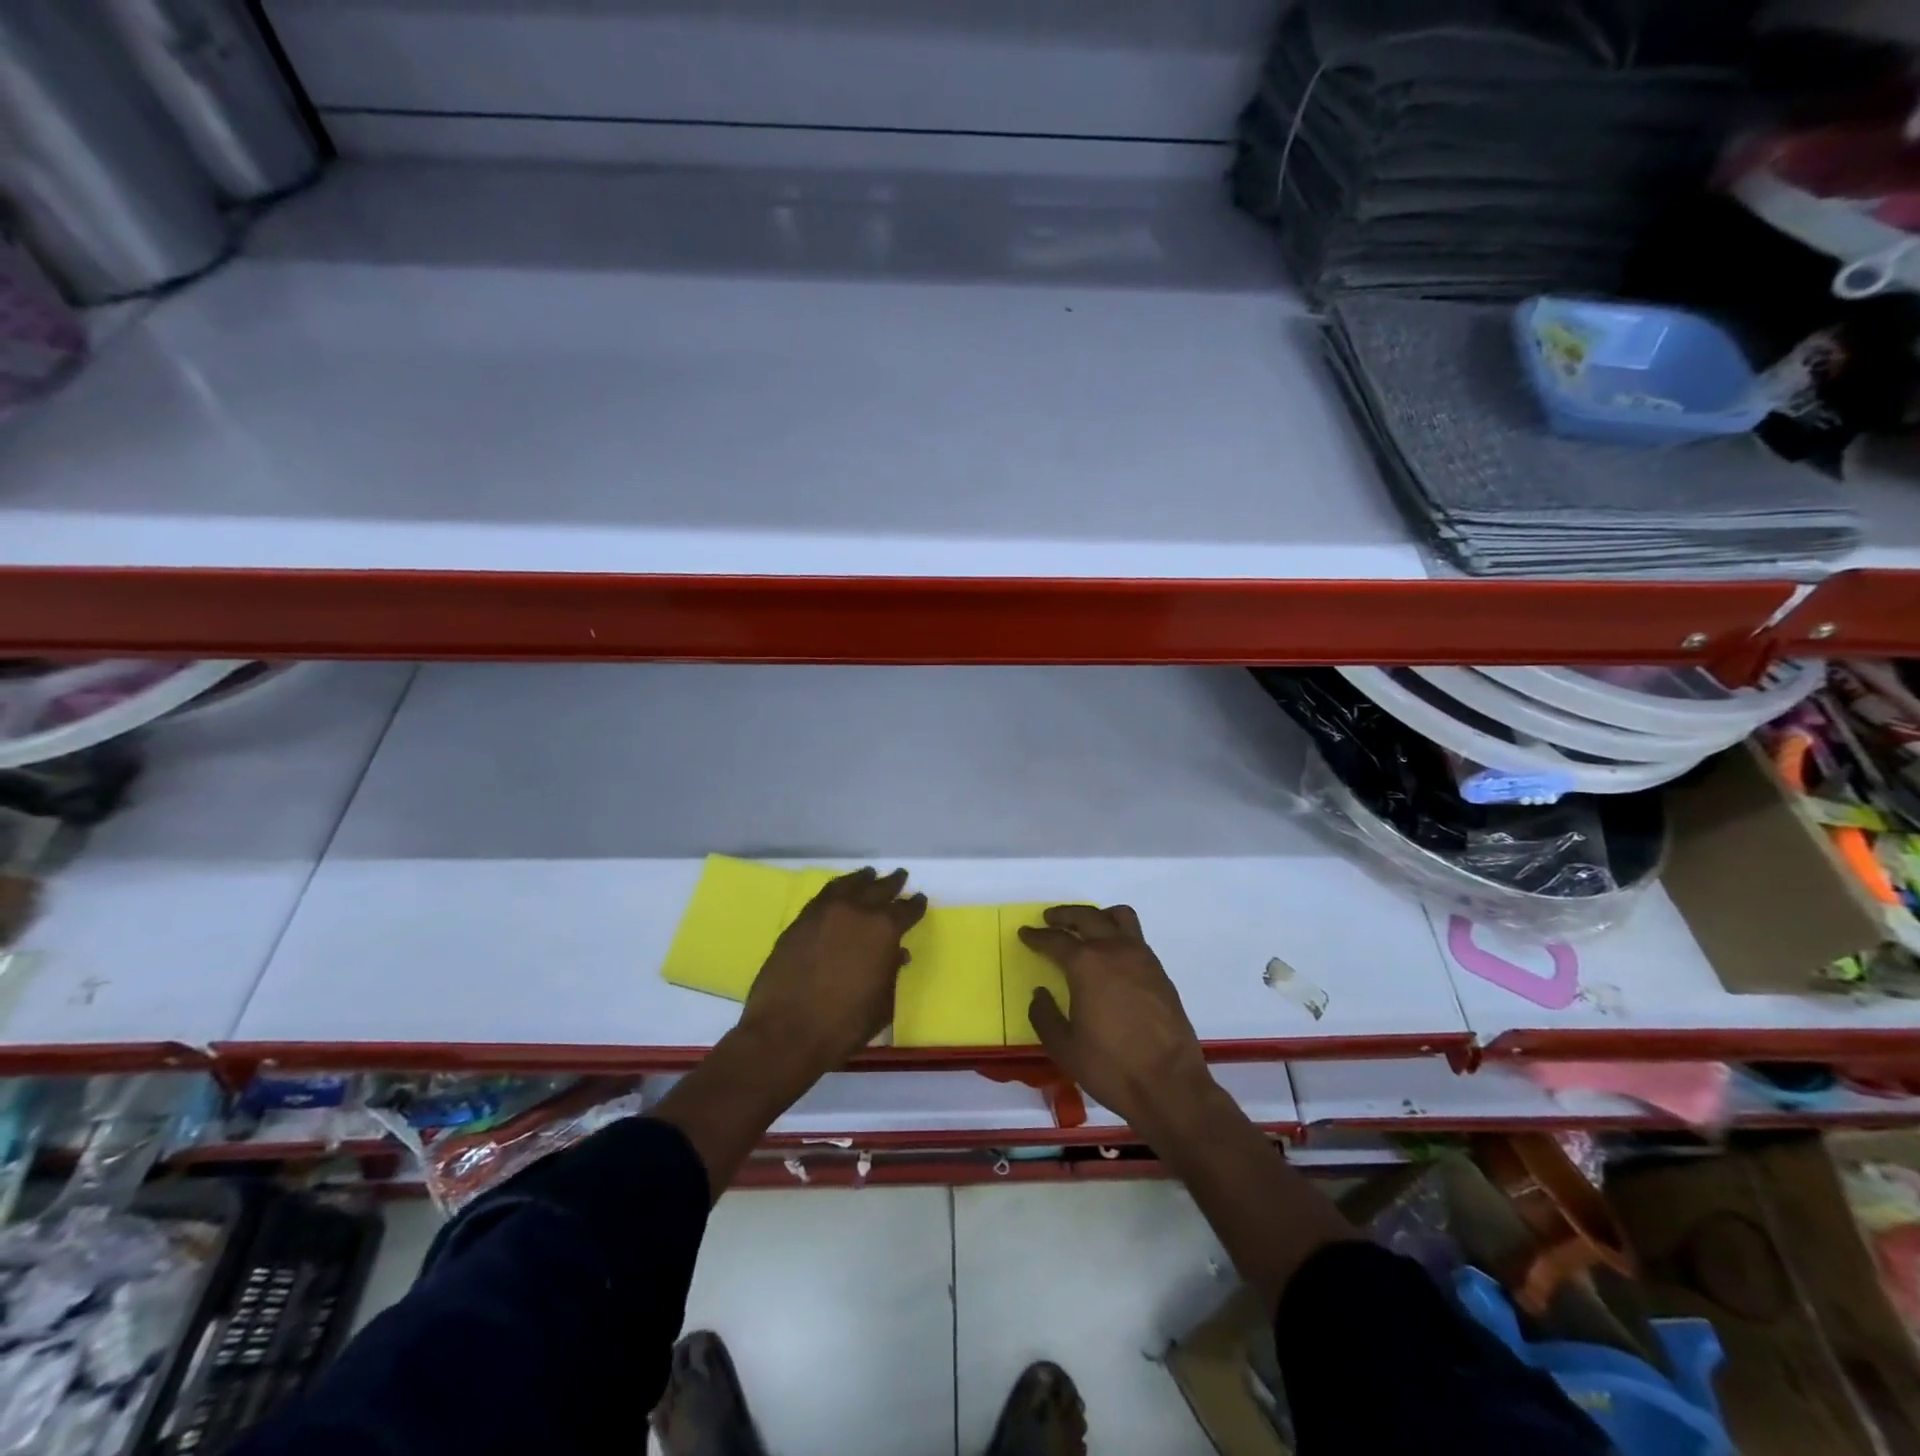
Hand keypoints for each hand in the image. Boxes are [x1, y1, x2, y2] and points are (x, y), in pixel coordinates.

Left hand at [739, 867, 926, 1081]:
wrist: (787, 1031)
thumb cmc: (844, 1024)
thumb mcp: (882, 1004)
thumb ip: (891, 973)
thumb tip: (896, 954)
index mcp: (884, 930)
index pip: (906, 910)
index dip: (915, 905)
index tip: (919, 899)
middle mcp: (857, 912)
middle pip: (879, 889)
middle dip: (892, 883)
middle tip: (900, 876)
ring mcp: (825, 912)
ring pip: (849, 885)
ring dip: (863, 879)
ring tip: (869, 874)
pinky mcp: (801, 920)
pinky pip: (825, 895)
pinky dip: (837, 889)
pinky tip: (839, 891)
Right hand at [1019, 904, 1212, 1130]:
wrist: (1169, 1085)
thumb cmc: (1111, 1067)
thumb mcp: (1064, 1047)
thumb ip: (1045, 1015)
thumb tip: (1040, 994)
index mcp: (1087, 964)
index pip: (1056, 940)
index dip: (1037, 936)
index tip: (1025, 933)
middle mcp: (1115, 951)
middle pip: (1087, 917)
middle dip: (1065, 915)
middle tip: (1050, 919)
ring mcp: (1142, 958)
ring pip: (1119, 917)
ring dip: (1097, 916)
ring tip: (1085, 927)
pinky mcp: (1160, 973)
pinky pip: (1136, 938)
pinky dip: (1118, 934)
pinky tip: (1111, 956)